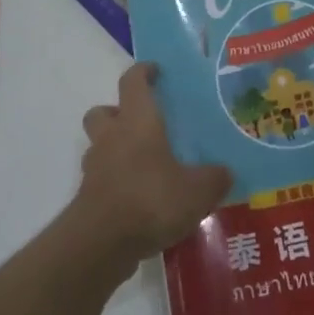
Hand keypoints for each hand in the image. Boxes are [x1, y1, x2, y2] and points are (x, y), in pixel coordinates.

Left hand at [70, 63, 231, 276]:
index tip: (155, 71)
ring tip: (145, 167)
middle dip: (118, 112)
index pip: (133, 82)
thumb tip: (225, 173)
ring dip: (115, 150)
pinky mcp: (88, 198)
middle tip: (142, 124)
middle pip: (103, 112)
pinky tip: (140, 201)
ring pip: (100, 146)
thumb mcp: (197, 190)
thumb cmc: (151, 199)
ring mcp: (95, 168)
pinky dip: (116, 183)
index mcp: (138, 121)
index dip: (143, 72)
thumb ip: (214, 178)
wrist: (101, 243)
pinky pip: (102, 179)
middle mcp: (112, 137)